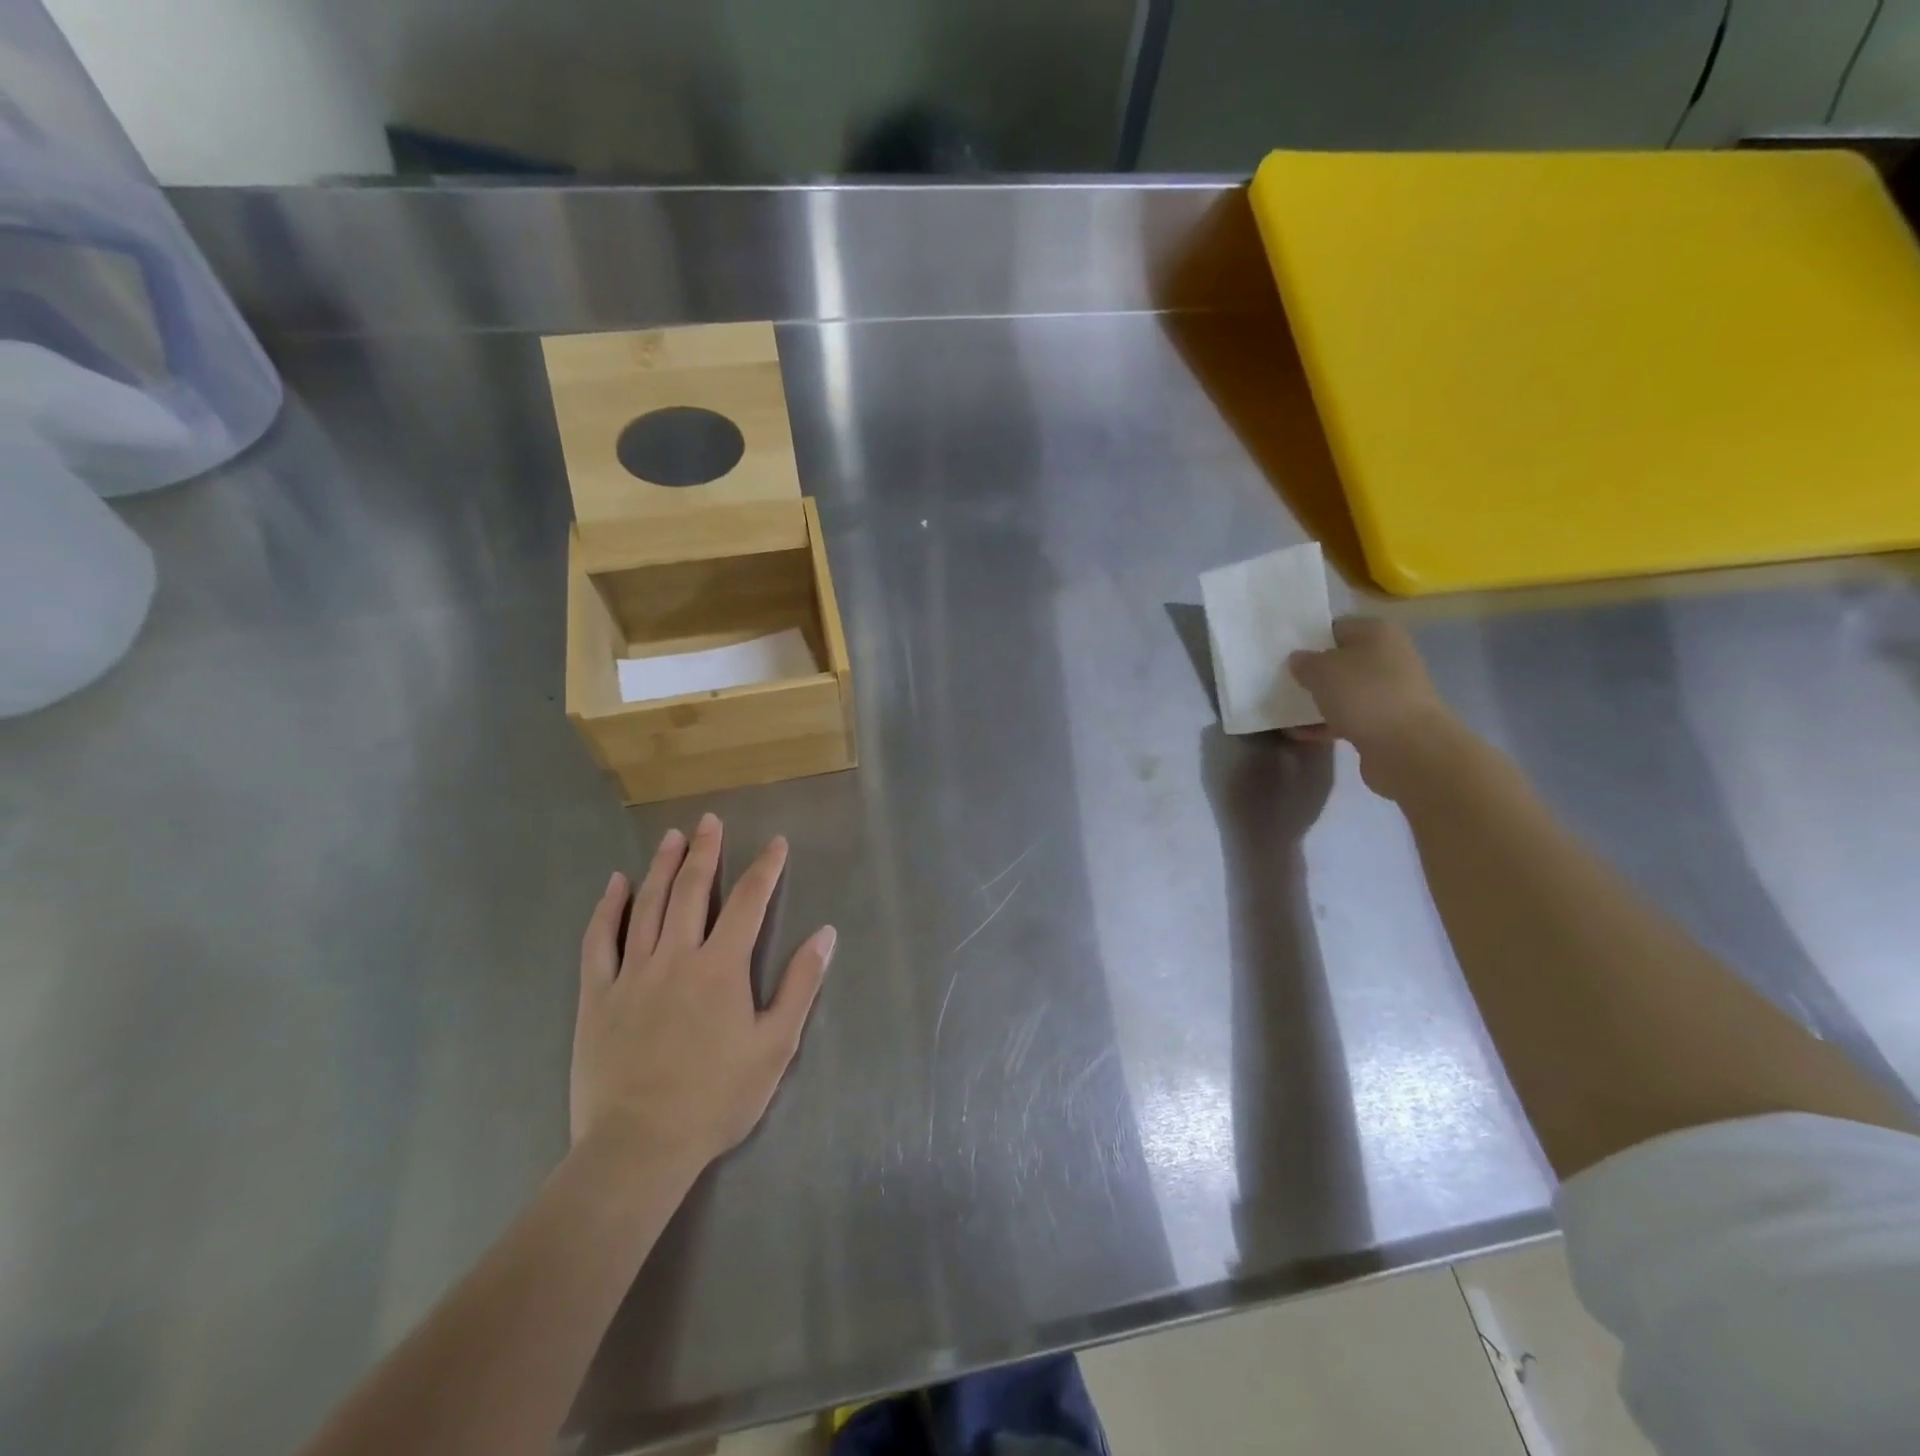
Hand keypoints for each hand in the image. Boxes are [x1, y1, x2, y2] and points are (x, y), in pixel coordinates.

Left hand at [572, 814, 834, 1174]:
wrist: (640, 1145)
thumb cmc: (716, 1097)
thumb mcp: (775, 1045)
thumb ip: (800, 985)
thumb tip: (824, 934)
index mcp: (722, 967)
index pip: (748, 902)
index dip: (765, 868)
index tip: (776, 843)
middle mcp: (677, 956)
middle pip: (692, 890)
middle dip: (706, 851)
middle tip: (711, 821)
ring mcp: (632, 972)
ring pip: (648, 905)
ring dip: (663, 866)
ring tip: (673, 836)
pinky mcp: (597, 995)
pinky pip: (599, 941)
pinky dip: (607, 908)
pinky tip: (615, 884)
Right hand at [1288, 617, 1455, 799]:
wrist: (1407, 747)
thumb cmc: (1363, 694)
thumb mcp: (1321, 670)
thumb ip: (1304, 662)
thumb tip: (1300, 660)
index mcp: (1377, 632)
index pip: (1336, 627)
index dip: (1309, 639)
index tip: (1285, 654)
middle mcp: (1389, 657)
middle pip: (1342, 660)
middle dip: (1314, 672)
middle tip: (1283, 681)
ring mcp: (1390, 691)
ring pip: (1345, 690)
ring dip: (1319, 700)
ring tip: (1286, 709)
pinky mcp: (1386, 722)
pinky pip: (1348, 717)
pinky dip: (1325, 724)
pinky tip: (1299, 733)